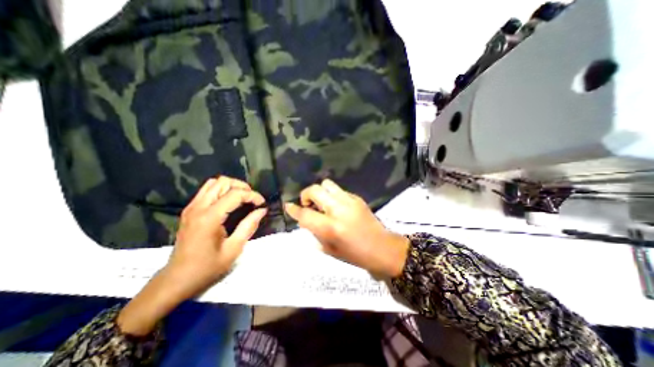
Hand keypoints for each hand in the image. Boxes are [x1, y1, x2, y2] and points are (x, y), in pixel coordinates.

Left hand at [169, 174, 267, 291]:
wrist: (176, 279)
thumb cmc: (207, 268)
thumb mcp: (234, 249)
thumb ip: (249, 226)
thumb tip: (262, 211)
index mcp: (209, 218)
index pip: (235, 194)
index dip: (252, 195)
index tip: (262, 203)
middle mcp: (198, 207)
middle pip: (222, 182)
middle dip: (241, 186)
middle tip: (252, 198)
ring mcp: (191, 207)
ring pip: (214, 183)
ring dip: (231, 186)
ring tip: (242, 198)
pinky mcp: (189, 210)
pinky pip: (207, 190)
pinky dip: (221, 190)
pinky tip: (229, 202)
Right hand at [286, 180, 407, 276]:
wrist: (382, 247)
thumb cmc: (355, 255)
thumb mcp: (330, 249)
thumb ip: (315, 232)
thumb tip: (305, 220)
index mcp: (330, 227)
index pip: (305, 214)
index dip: (294, 210)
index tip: (289, 206)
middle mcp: (338, 210)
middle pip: (315, 190)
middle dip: (306, 195)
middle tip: (308, 205)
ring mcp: (349, 201)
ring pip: (327, 184)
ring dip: (320, 192)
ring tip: (323, 203)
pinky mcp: (357, 198)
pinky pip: (339, 190)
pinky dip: (332, 195)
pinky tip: (336, 205)